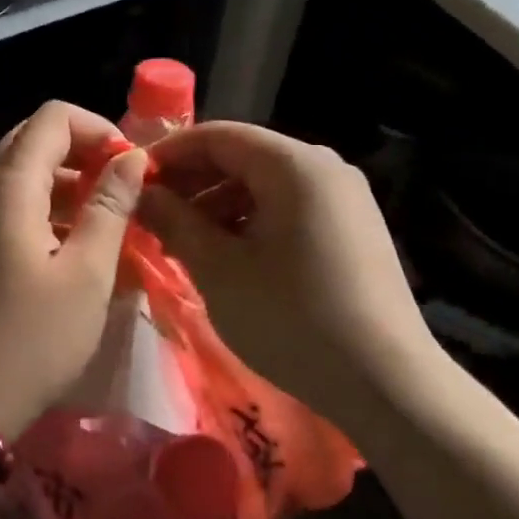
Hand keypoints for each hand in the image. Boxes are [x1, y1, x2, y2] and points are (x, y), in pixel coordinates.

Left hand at [0, 101, 148, 439]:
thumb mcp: (86, 274)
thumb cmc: (31, 340)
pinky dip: (42, 210)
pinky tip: (69, 248)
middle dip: (82, 154)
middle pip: (32, 141)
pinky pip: (6, 208)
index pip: (52, 118)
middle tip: (120, 191)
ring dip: (64, 184)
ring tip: (104, 222)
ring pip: (18, 175)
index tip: (130, 166)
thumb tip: (130, 158)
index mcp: (8, 186)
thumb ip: (110, 207)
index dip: (98, 128)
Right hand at [136, 122, 433, 409]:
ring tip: (183, 241)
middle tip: (152, 215)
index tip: (132, 182)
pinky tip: (226, 255)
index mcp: (294, 164)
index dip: (169, 154)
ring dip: (217, 205)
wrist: (386, 383)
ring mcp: (344, 198)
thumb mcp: (218, 268)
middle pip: (243, 156)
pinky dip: (250, 221)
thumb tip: (141, 193)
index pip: (218, 135)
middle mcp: (324, 167)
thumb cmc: (291, 318)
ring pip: (264, 184)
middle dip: (192, 182)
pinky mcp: (353, 229)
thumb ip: (174, 221)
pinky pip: (289, 208)